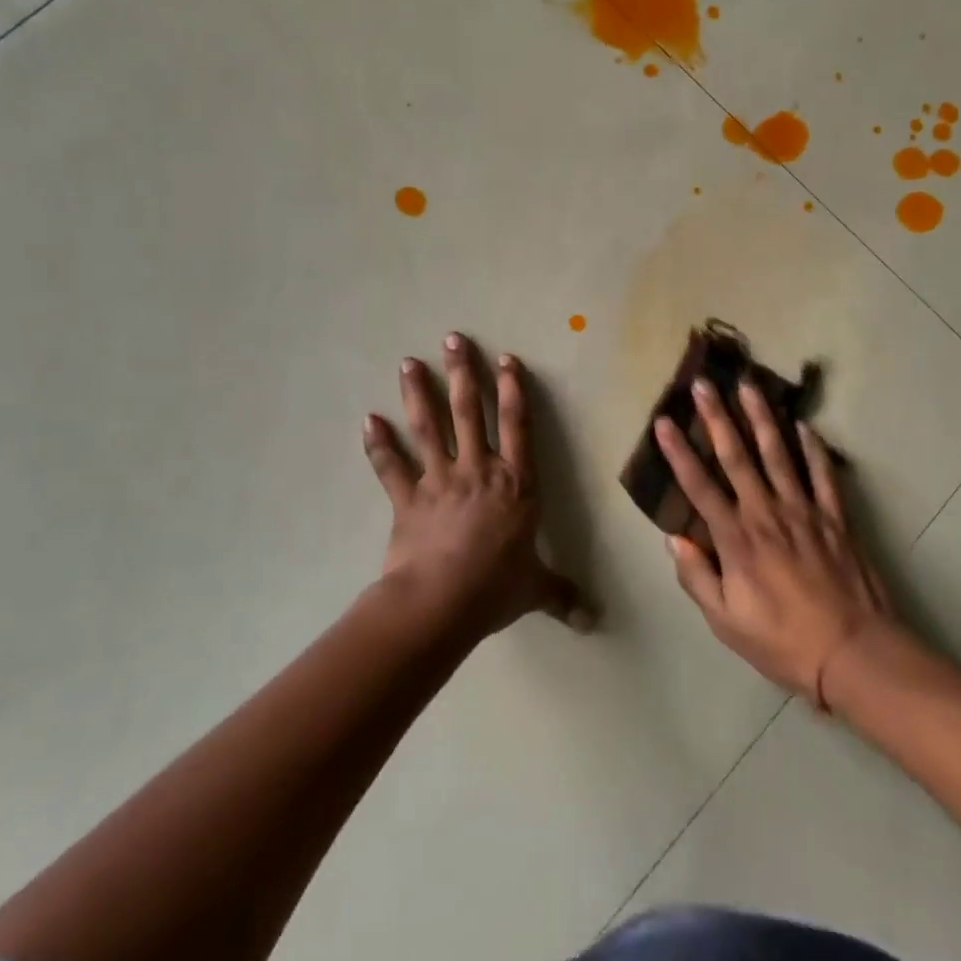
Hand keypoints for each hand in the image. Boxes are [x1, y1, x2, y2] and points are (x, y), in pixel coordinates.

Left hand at [365, 333, 590, 638]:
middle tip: (453, 339)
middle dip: (463, 373)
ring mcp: (439, 481)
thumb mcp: (535, 589)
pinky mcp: (407, 499)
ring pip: (428, 428)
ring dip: (418, 393)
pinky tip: (367, 421)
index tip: (506, 358)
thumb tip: (593, 621)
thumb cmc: (495, 588)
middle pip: (470, 412)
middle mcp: (478, 471)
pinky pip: (391, 468)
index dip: (513, 390)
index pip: (518, 425)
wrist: (440, 603)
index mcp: (516, 484)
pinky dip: (378, 445)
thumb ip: (562, 596)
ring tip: (409, 362)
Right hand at [654, 378, 897, 705]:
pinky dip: (812, 448)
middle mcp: (766, 513)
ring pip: (778, 454)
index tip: (663, 422)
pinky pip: (821, 474)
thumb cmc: (782, 641)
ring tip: (749, 386)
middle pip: (737, 457)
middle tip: (704, 385)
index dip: (678, 453)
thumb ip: (697, 577)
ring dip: (761, 418)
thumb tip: (675, 539)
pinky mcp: (834, 517)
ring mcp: (803, 510)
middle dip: (717, 418)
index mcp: (736, 539)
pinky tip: (804, 425)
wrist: (852, 652)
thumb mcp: (726, 622)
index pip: (699, 486)